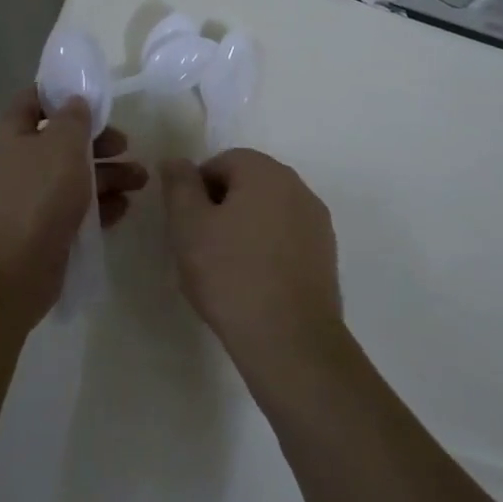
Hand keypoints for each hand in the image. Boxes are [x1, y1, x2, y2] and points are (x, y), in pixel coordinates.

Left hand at [0, 89, 146, 324]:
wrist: (5, 274)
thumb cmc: (34, 196)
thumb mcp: (62, 145)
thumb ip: (74, 118)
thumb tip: (75, 102)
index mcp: (9, 132)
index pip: (35, 100)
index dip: (65, 96)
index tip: (99, 102)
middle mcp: (13, 162)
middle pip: (60, 142)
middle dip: (98, 143)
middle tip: (127, 147)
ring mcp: (25, 200)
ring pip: (70, 178)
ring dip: (106, 176)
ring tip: (140, 181)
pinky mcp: (39, 233)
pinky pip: (72, 212)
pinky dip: (97, 207)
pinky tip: (123, 209)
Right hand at [160, 149, 343, 383]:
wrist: (291, 341)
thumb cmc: (231, 275)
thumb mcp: (188, 226)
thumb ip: (179, 185)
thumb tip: (176, 160)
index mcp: (265, 172)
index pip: (221, 163)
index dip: (197, 191)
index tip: (187, 226)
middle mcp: (297, 186)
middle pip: (248, 184)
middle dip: (222, 208)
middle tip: (201, 247)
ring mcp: (317, 221)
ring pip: (268, 212)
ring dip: (245, 229)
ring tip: (226, 270)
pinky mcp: (326, 255)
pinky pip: (287, 239)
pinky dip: (268, 250)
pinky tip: (254, 283)